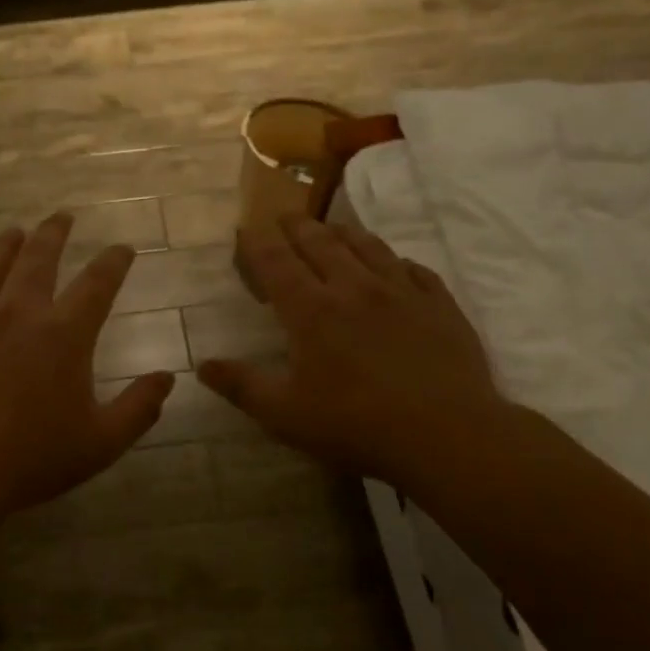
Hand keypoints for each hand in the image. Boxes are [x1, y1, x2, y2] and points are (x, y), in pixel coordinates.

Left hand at [0, 213, 174, 531]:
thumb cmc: (31, 459)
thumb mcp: (101, 443)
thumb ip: (139, 408)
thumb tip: (167, 378)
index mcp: (64, 334)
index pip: (98, 282)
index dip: (114, 261)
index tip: (123, 249)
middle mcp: (19, 312)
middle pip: (39, 257)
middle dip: (55, 232)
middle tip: (62, 217)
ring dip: (8, 244)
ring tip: (15, 232)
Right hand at [198, 218, 514, 495]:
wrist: (447, 434)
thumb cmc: (356, 425)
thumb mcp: (285, 415)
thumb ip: (242, 386)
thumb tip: (202, 365)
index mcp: (312, 311)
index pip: (277, 262)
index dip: (258, 242)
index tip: (247, 227)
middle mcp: (354, 287)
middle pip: (320, 243)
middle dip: (297, 226)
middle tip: (285, 216)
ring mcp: (401, 291)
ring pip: (367, 246)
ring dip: (343, 232)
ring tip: (331, 228)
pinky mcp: (439, 303)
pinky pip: (412, 268)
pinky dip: (393, 260)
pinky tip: (393, 265)